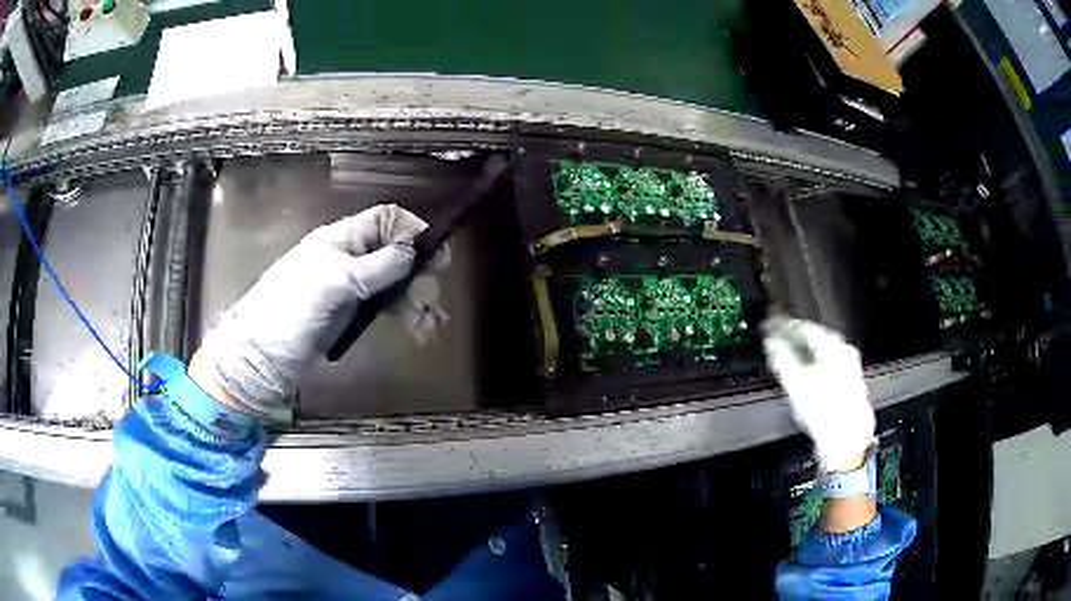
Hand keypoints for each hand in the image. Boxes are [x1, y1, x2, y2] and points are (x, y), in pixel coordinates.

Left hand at [191, 205, 425, 422]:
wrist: (265, 355)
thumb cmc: (293, 309)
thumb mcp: (336, 280)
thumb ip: (377, 265)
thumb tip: (413, 251)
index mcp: (341, 239)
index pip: (383, 219)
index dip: (410, 229)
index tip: (436, 250)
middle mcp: (349, 258)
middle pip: (394, 252)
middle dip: (418, 271)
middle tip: (432, 296)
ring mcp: (350, 287)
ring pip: (393, 283)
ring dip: (415, 299)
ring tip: (430, 323)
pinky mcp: (351, 314)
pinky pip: (385, 307)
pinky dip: (404, 315)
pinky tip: (419, 329)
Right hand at [762, 318, 874, 471]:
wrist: (847, 441)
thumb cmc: (823, 411)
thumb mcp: (796, 383)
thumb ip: (781, 358)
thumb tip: (771, 342)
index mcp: (833, 346)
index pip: (805, 327)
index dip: (785, 328)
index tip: (771, 329)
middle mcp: (845, 352)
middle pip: (816, 339)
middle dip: (796, 341)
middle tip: (779, 344)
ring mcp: (851, 367)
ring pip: (824, 353)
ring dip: (806, 355)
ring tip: (790, 361)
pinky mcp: (851, 384)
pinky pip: (830, 366)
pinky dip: (816, 367)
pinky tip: (807, 378)